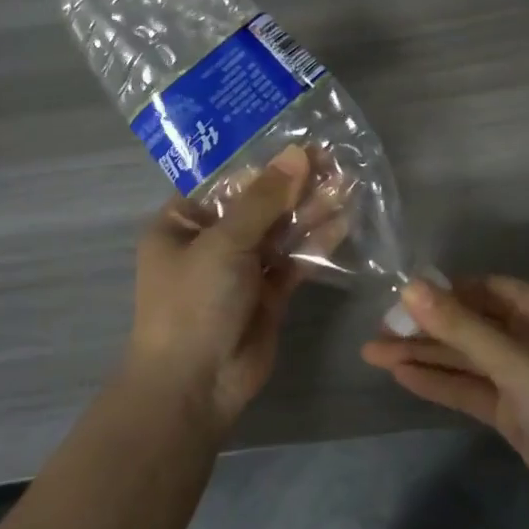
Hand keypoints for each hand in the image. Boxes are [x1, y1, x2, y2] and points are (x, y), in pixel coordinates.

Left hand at [127, 146, 314, 430]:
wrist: (195, 387)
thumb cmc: (194, 302)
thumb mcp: (224, 243)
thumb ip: (264, 199)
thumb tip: (297, 153)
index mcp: (183, 222)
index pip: (225, 181)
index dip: (263, 161)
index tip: (300, 142)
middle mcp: (211, 241)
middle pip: (257, 203)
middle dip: (293, 183)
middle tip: (333, 159)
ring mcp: (241, 268)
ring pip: (279, 230)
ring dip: (309, 209)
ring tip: (346, 183)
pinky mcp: (268, 293)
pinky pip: (293, 260)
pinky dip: (315, 242)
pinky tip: (342, 221)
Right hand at [362, 277, 528, 528]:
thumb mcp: (518, 364)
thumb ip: (462, 328)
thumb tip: (410, 287)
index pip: (483, 289)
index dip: (441, 292)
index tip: (397, 300)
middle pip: (469, 324)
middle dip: (424, 327)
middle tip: (376, 332)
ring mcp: (524, 377)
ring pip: (466, 358)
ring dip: (424, 355)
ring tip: (372, 353)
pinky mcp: (517, 414)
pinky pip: (472, 389)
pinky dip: (440, 382)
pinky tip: (402, 376)